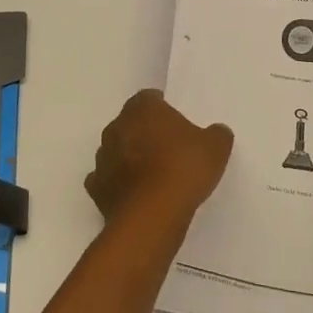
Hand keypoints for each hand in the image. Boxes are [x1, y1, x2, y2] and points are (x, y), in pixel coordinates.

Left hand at [84, 89, 233, 228]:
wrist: (152, 215)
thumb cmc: (184, 169)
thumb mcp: (216, 148)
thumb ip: (216, 134)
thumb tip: (216, 131)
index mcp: (143, 109)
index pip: (149, 98)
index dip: (162, 108)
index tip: (176, 121)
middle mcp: (116, 127)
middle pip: (130, 123)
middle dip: (145, 132)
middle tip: (167, 147)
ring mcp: (103, 158)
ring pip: (116, 150)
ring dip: (129, 157)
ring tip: (153, 174)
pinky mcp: (96, 188)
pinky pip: (107, 180)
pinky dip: (119, 184)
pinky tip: (136, 194)